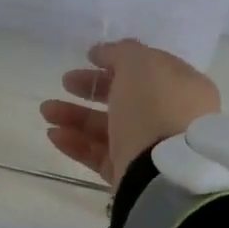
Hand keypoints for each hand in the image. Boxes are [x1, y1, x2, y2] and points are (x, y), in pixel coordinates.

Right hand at [40, 38, 221, 185]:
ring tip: (46, 111)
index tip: (88, 57)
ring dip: (75, 116)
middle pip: (125, 98)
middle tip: (66, 82)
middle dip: (91, 88)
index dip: (117, 61)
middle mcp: (170, 118)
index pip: (147, 69)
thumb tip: (106, 52)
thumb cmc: (157, 107)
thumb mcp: (140, 65)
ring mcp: (150, 149)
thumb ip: (122, 52)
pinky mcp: (130, 175)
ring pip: (108, 127)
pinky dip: (77, 143)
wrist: (164, 174)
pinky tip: (54, 135)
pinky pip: (100, 155)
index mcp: (182, 87)